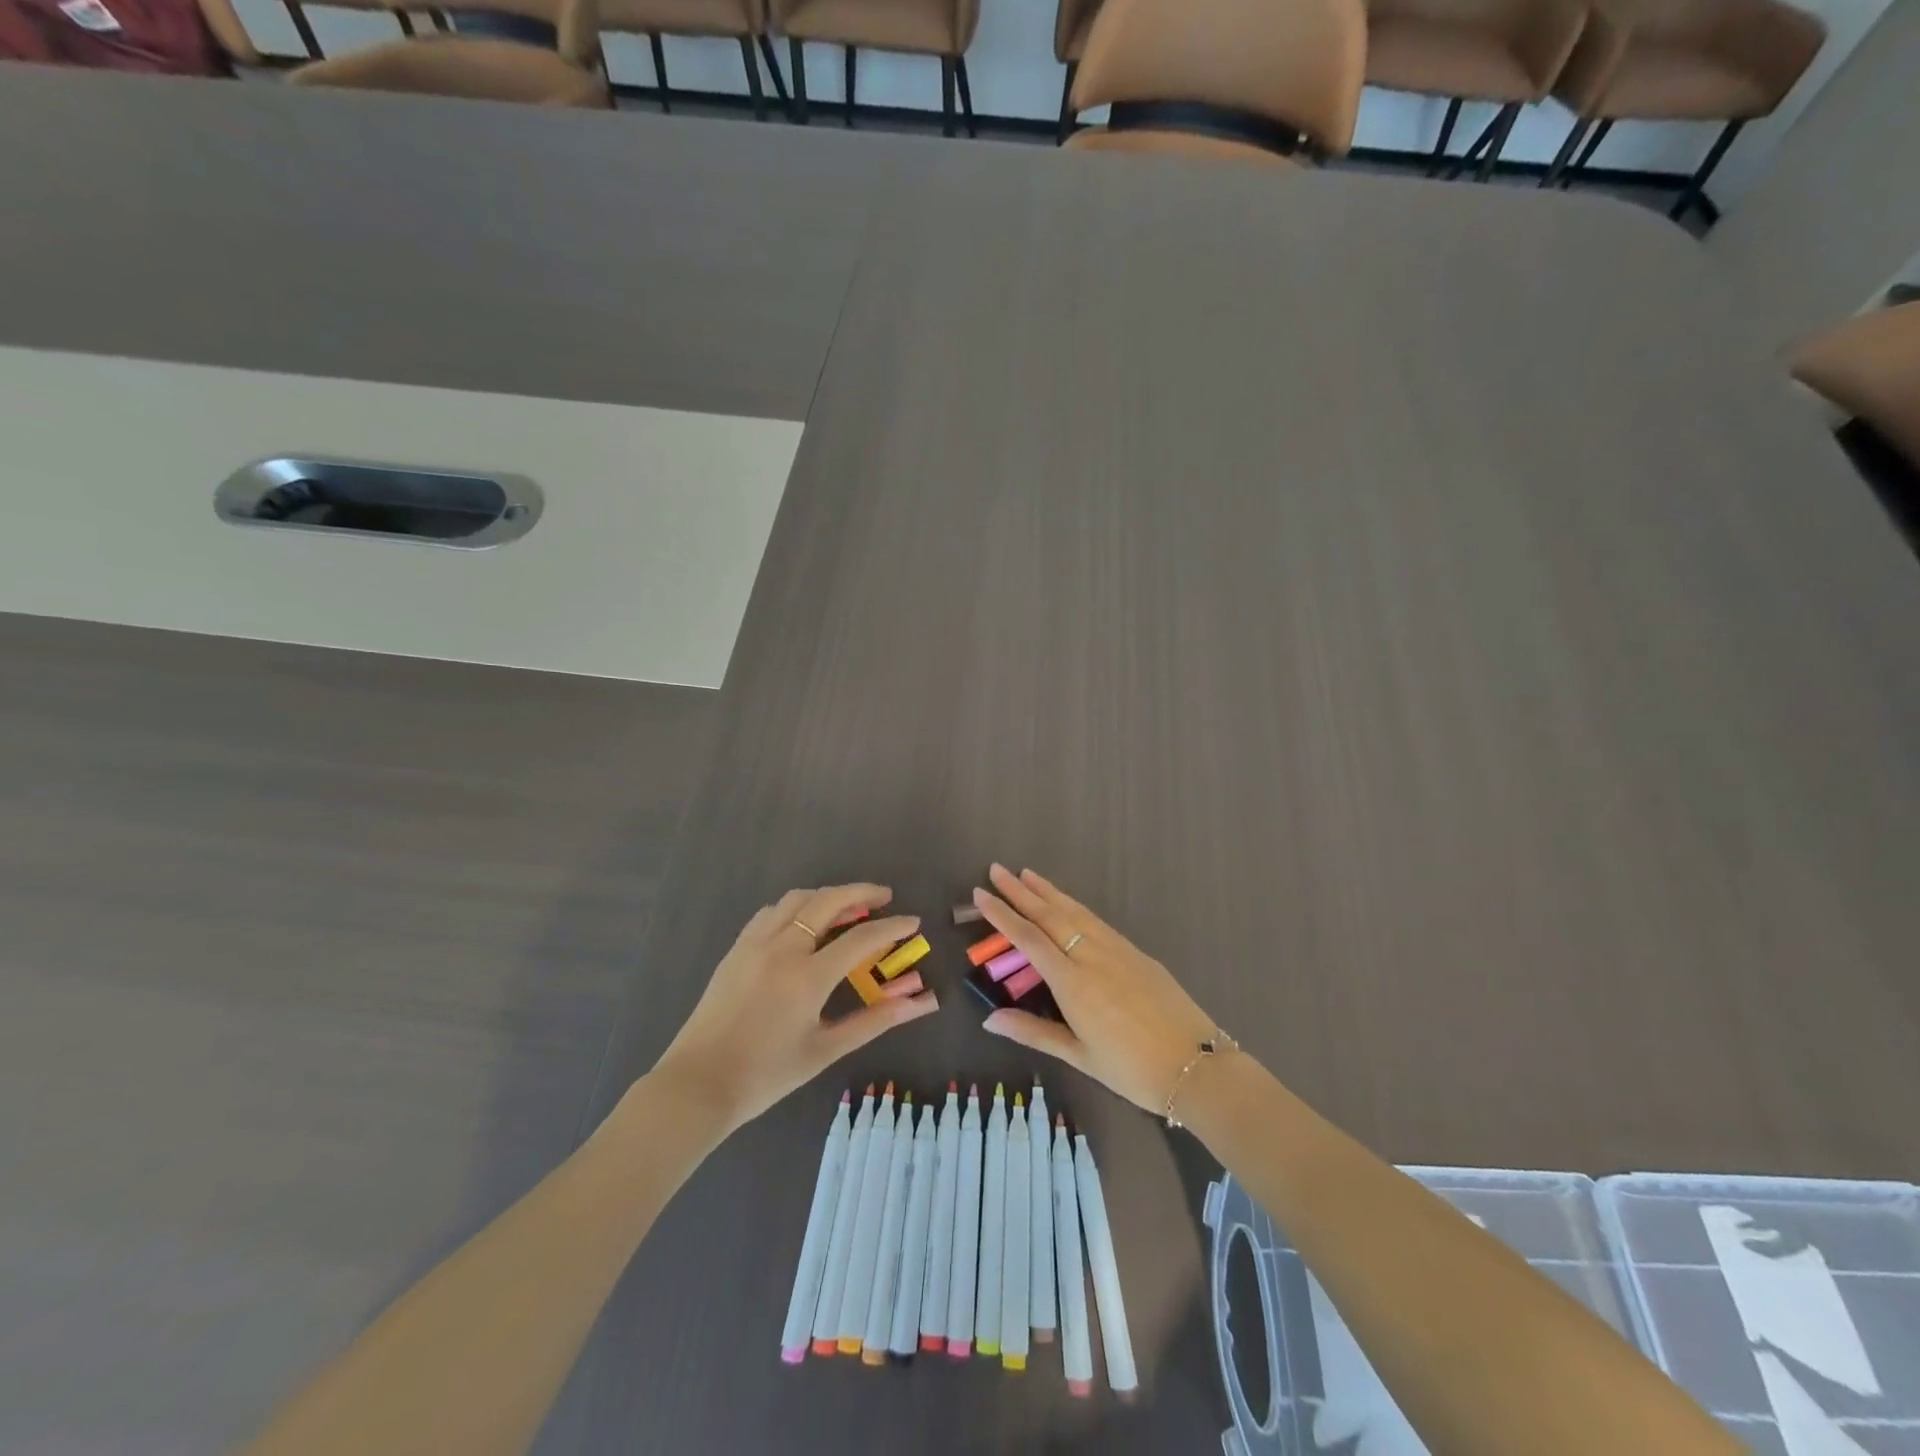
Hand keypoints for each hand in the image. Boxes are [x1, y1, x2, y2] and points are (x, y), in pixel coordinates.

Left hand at [651, 883, 937, 1131]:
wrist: (698, 1085)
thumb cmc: (767, 1074)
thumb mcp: (826, 1049)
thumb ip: (875, 1020)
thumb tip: (921, 1003)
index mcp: (808, 976)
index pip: (862, 938)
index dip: (892, 926)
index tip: (913, 922)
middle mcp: (782, 949)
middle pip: (828, 901)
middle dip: (861, 892)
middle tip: (884, 897)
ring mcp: (755, 943)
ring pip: (797, 899)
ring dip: (827, 896)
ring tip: (848, 907)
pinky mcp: (736, 949)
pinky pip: (772, 912)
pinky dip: (796, 907)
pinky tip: (804, 924)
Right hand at [975, 864, 1217, 1114]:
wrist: (1195, 1065)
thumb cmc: (1131, 1069)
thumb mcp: (1079, 1056)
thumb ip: (1033, 1032)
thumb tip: (989, 1019)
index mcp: (1072, 983)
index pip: (1028, 939)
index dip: (1002, 915)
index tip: (980, 894)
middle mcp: (1091, 956)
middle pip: (1049, 915)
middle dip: (1020, 891)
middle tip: (996, 870)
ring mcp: (1116, 949)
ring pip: (1075, 911)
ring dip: (1048, 891)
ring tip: (1026, 874)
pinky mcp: (1135, 951)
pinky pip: (1096, 920)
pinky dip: (1074, 905)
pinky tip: (1067, 902)